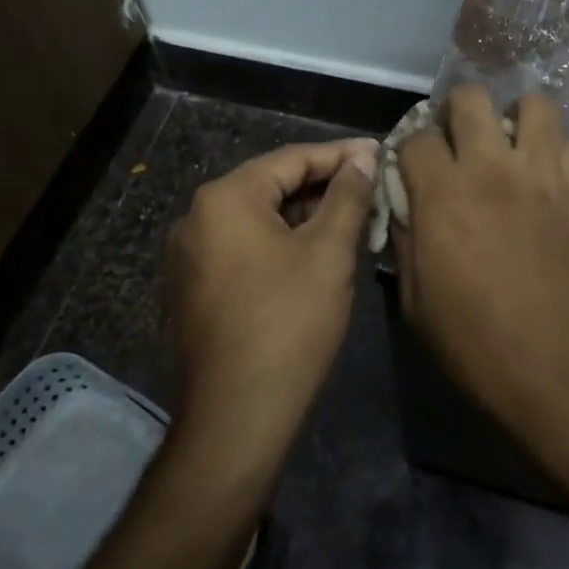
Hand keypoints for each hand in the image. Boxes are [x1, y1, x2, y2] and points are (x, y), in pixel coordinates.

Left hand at [165, 139, 377, 458]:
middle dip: (322, 185)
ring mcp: (189, 256)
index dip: (340, 154)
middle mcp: (196, 218)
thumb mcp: (328, 253)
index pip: (291, 158)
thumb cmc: (289, 323)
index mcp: (225, 198)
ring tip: (350, 218)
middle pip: (270, 186)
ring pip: (257, 219)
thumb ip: (347, 196)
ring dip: (303, 216)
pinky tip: (314, 253)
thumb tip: (363, 157)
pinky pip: (243, 248)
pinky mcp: (193, 289)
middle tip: (370, 186)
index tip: (379, 152)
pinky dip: (280, 243)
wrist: (237, 415)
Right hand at [394, 87, 568, 480]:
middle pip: (471, 98)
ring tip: (510, 149)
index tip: (413, 170)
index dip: (409, 151)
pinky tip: (549, 181)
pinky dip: (557, 154)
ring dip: (515, 119)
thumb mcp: (417, 304)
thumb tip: (404, 208)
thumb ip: (405, 242)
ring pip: (534, 104)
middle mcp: (493, 169)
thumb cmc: (480, 348)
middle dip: (456, 111)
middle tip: (458, 142)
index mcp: (444, 196)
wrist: (568, 377)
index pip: (417, 138)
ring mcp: (546, 176)